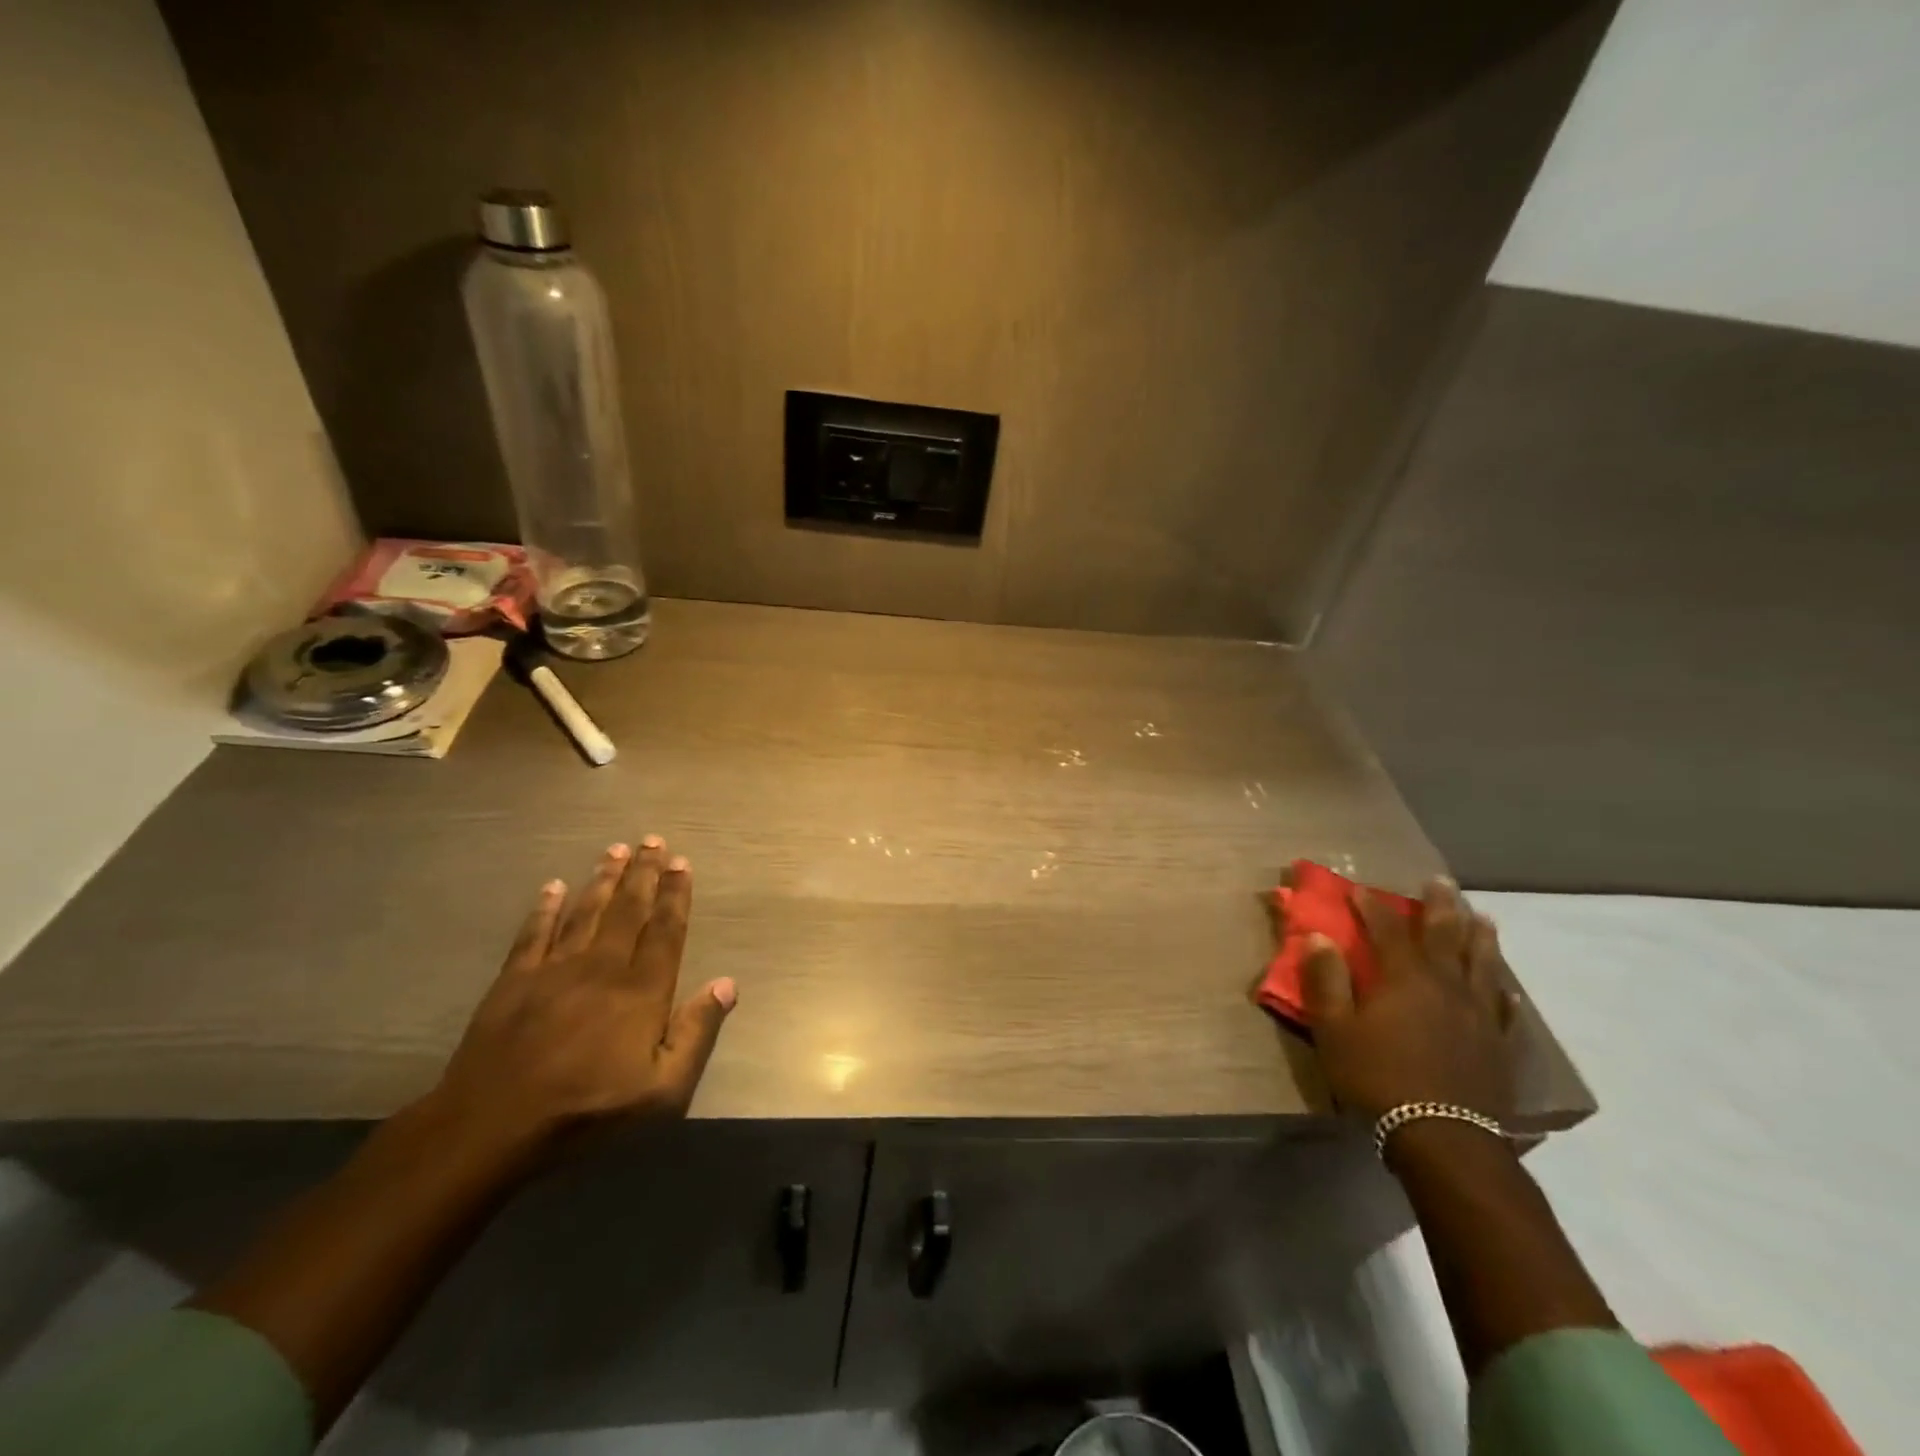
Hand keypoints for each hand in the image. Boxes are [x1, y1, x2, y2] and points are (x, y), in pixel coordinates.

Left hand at [431, 836, 735, 1147]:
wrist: (493, 1126)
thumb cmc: (588, 1110)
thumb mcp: (662, 1090)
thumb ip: (696, 1033)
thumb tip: (727, 984)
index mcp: (641, 990)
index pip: (665, 930)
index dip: (675, 895)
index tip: (681, 863)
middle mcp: (602, 966)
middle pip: (628, 909)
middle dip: (643, 873)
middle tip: (652, 840)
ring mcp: (554, 969)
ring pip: (585, 912)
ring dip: (602, 879)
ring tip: (615, 850)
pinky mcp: (514, 981)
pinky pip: (534, 933)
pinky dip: (545, 908)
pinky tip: (553, 886)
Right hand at [1297, 876, 1517, 1123]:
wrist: (1444, 1139)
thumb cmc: (1378, 1078)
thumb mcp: (1334, 1029)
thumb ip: (1325, 980)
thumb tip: (1318, 936)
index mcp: (1404, 978)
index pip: (1387, 929)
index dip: (1372, 906)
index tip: (1358, 889)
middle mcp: (1446, 986)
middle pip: (1445, 935)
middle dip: (1439, 906)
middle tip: (1440, 881)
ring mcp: (1478, 1015)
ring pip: (1482, 964)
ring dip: (1480, 936)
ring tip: (1482, 917)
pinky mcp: (1498, 1045)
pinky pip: (1503, 1008)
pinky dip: (1501, 990)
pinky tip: (1504, 986)